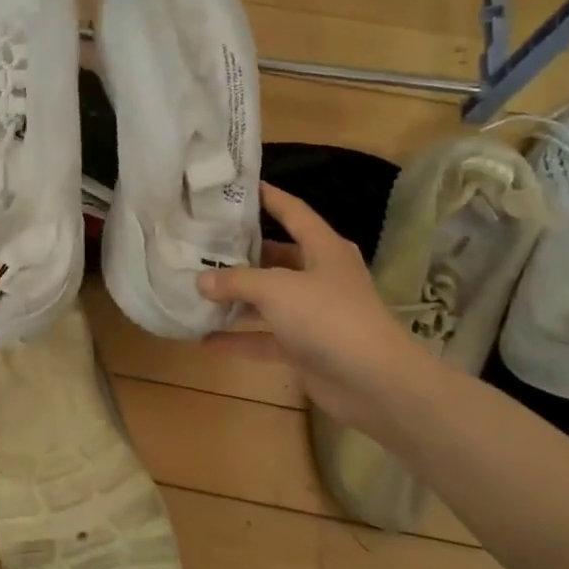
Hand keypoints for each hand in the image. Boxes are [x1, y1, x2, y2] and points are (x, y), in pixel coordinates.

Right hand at [197, 183, 430, 428]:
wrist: (373, 381)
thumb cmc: (327, 316)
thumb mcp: (275, 289)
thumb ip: (235, 281)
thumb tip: (199, 280)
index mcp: (323, 249)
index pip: (293, 212)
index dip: (268, 197)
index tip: (237, 187)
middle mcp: (320, 276)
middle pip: (276, 257)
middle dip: (241, 253)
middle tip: (201, 244)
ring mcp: (313, 314)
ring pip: (268, 299)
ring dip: (236, 298)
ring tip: (196, 290)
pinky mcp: (306, 347)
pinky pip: (265, 337)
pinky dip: (239, 339)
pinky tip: (206, 340)